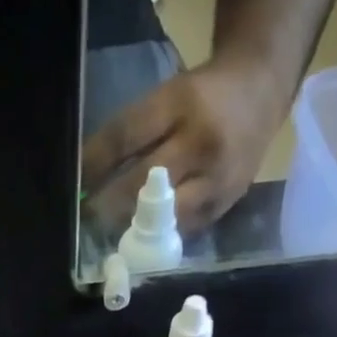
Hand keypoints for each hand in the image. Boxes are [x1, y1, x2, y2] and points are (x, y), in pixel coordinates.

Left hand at [82, 59, 284, 235]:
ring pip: (165, 217)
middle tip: (86, 220)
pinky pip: (183, 230)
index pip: (126, 137)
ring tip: (109, 239)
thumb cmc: (203, 97)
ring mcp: (216, 179)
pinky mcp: (224, 206)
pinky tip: (141, 244)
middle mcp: (200, 143)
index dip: (95, 164)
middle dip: (110, 206)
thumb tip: (89, 178)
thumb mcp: (167, 97)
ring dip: (133, 231)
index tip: (74, 184)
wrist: (262, 92)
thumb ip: (133, 134)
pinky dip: (159, 238)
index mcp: (180, 104)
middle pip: (144, 184)